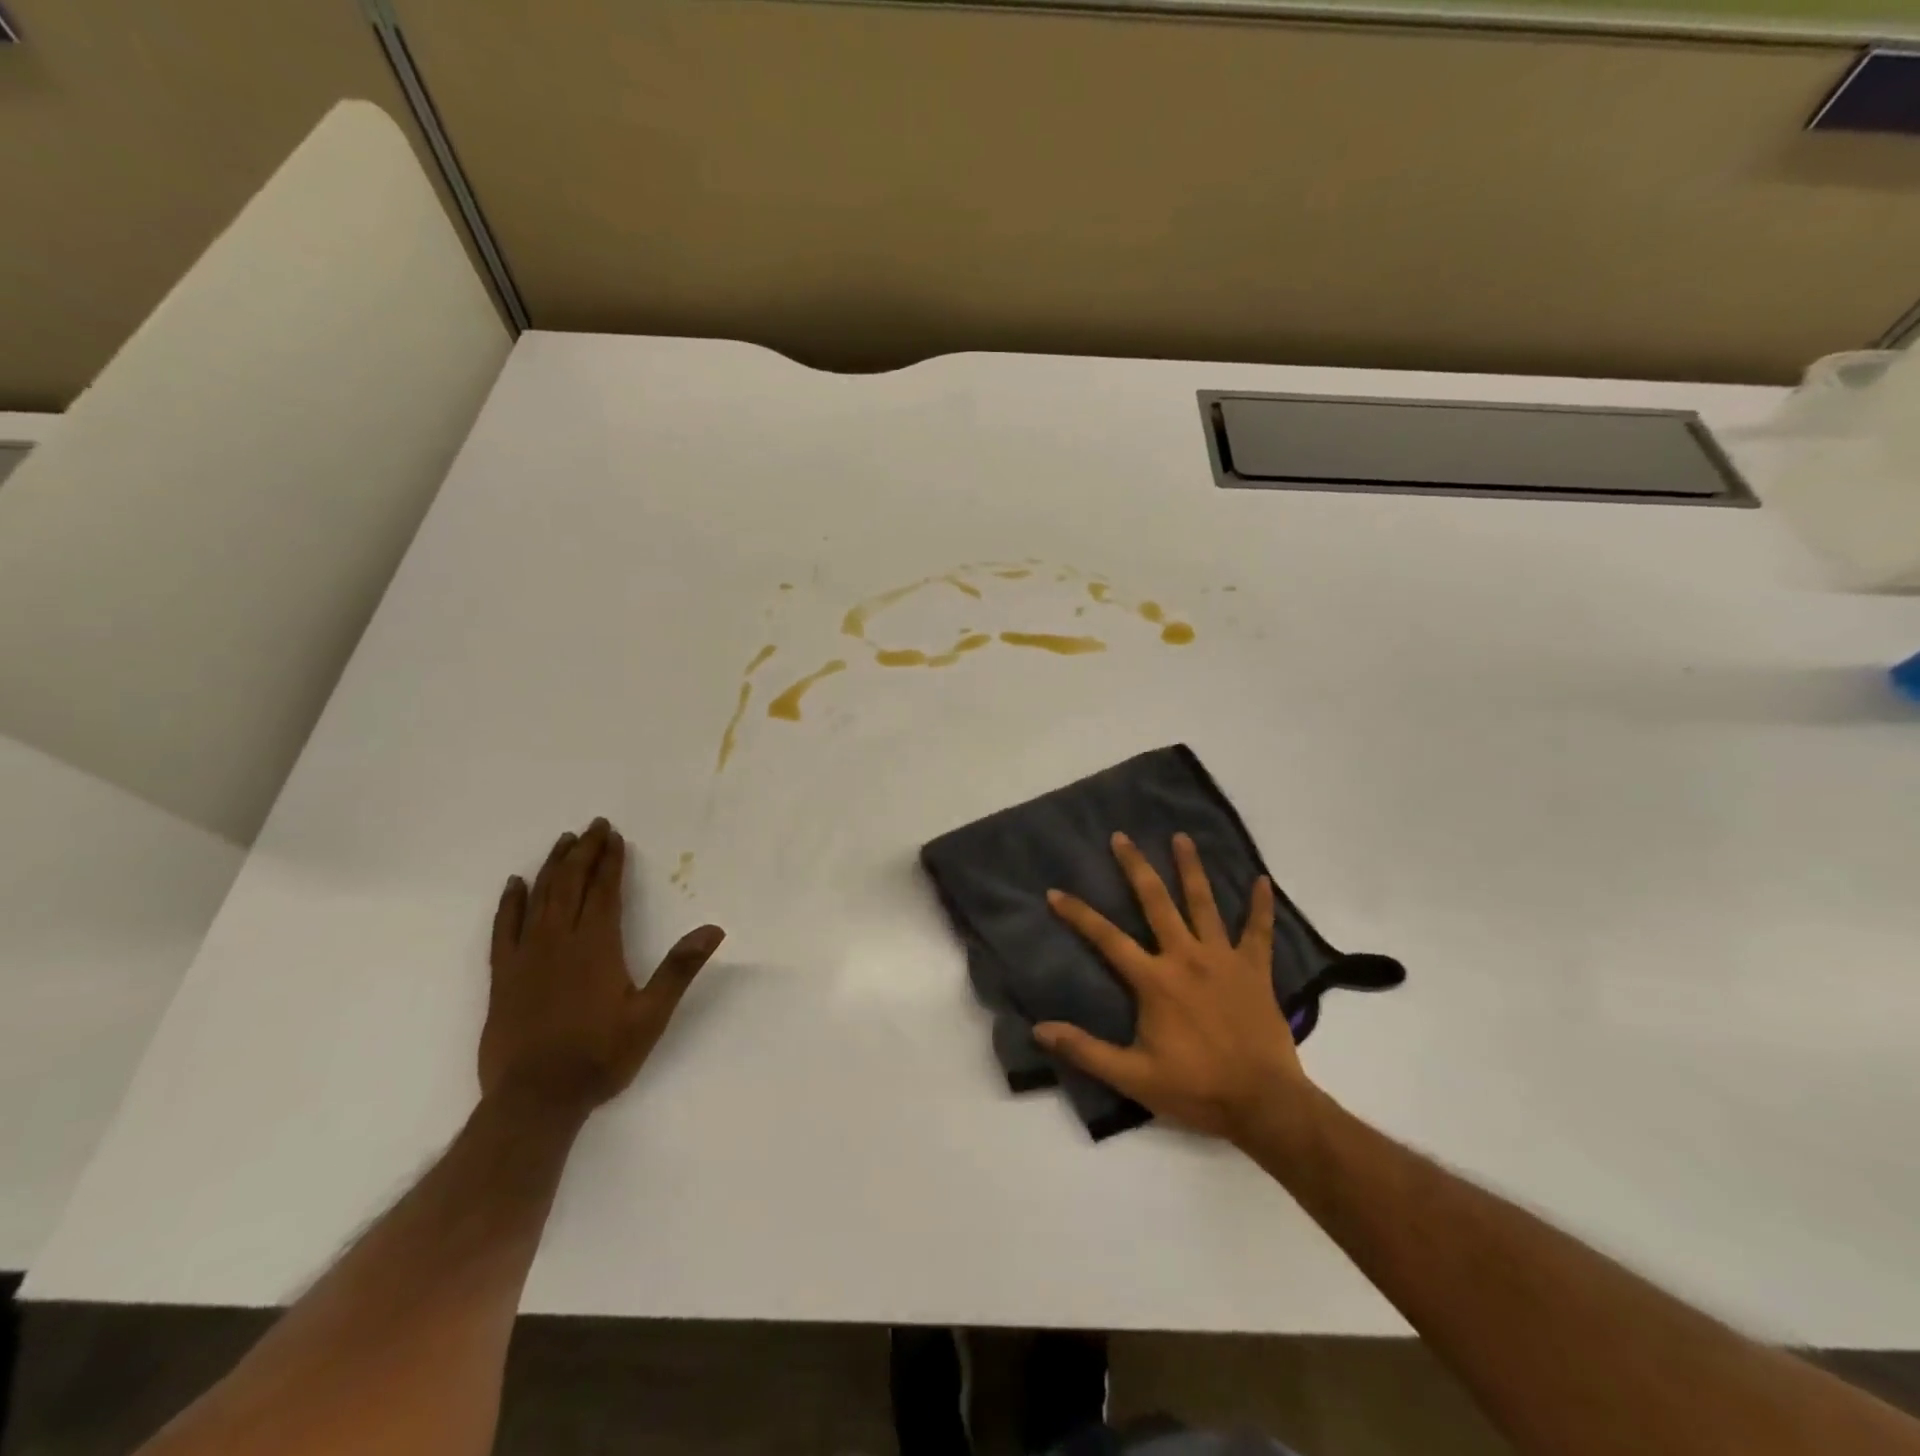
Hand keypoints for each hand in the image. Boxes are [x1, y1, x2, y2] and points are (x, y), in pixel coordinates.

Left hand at [481, 817, 724, 1110]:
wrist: (534, 1100)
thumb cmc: (599, 1056)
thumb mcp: (651, 1015)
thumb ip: (679, 968)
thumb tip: (713, 929)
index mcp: (596, 946)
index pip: (604, 891)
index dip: (610, 861)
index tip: (615, 836)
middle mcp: (559, 941)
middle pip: (570, 885)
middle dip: (583, 853)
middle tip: (593, 826)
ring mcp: (526, 957)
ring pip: (538, 899)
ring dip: (552, 867)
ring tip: (562, 842)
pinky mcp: (503, 976)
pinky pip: (503, 929)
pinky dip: (509, 903)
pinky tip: (514, 885)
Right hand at [1036, 831, 1312, 1143]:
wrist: (1264, 1103)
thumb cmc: (1196, 1088)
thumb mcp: (1133, 1077)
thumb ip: (1086, 1050)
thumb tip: (1039, 1029)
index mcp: (1155, 980)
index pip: (1107, 939)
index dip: (1079, 914)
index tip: (1055, 891)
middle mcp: (1186, 957)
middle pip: (1156, 902)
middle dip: (1136, 867)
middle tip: (1122, 837)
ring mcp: (1223, 959)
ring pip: (1204, 904)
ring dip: (1191, 868)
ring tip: (1181, 837)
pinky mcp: (1255, 970)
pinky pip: (1258, 932)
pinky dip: (1261, 906)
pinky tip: (1263, 881)